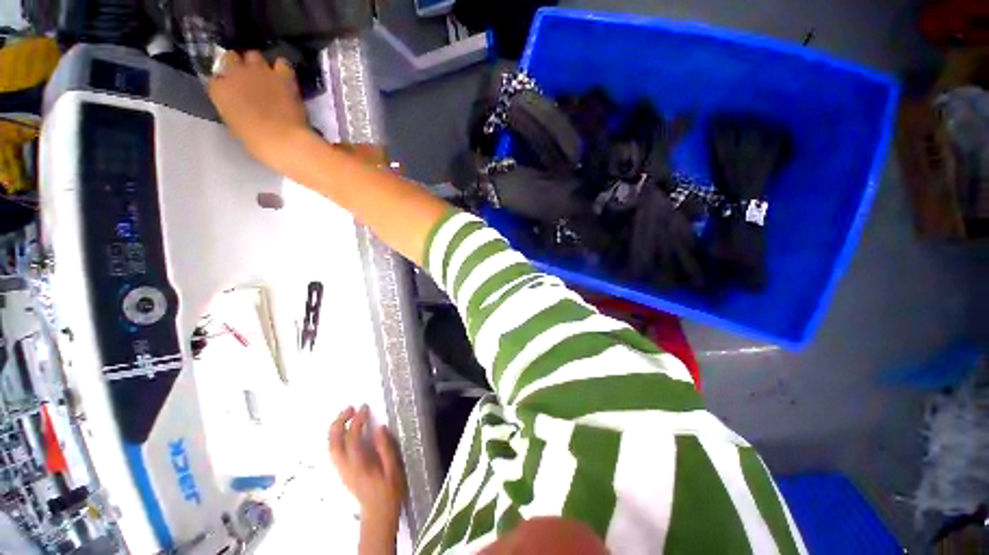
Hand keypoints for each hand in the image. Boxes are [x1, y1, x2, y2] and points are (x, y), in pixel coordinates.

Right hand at [207, 51, 311, 171]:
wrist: (283, 140)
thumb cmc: (256, 142)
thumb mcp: (234, 126)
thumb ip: (232, 111)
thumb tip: (238, 109)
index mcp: (218, 90)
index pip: (215, 79)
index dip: (225, 84)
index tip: (232, 91)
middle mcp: (234, 74)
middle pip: (231, 58)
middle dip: (238, 66)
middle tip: (248, 79)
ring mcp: (259, 71)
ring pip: (254, 55)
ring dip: (259, 65)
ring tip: (266, 77)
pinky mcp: (282, 76)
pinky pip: (282, 64)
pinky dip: (282, 70)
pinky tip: (285, 78)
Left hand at [329, 406, 406, 528]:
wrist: (378, 513)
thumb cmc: (389, 490)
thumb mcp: (393, 468)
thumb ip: (386, 448)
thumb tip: (380, 427)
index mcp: (359, 465)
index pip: (352, 439)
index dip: (357, 421)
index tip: (364, 408)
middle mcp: (345, 467)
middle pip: (334, 442)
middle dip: (339, 422)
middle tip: (350, 408)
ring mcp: (341, 470)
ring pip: (331, 446)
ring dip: (336, 428)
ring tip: (347, 414)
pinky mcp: (342, 471)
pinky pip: (334, 451)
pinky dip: (336, 436)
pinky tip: (346, 430)